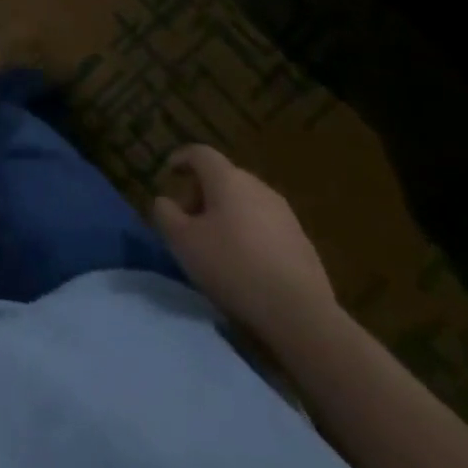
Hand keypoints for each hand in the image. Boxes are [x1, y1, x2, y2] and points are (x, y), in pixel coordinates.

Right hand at [152, 145, 336, 346]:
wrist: (300, 314)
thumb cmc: (233, 267)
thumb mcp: (183, 242)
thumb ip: (166, 214)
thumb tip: (165, 201)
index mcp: (227, 179)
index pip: (200, 153)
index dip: (181, 158)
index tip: (170, 172)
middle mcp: (257, 186)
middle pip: (223, 177)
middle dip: (202, 193)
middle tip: (189, 220)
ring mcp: (284, 214)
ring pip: (246, 202)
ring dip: (227, 214)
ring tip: (217, 245)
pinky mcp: (302, 242)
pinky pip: (266, 225)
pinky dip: (250, 233)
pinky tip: (246, 264)